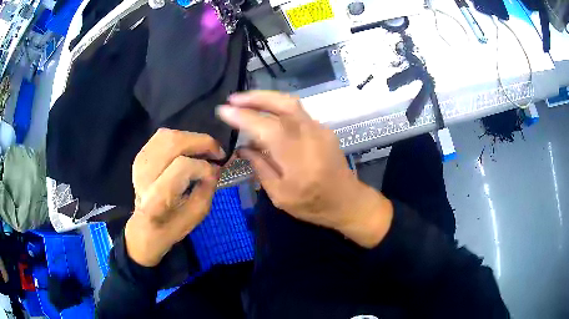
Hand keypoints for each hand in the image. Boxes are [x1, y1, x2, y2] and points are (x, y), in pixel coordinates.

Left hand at [125, 128, 223, 266]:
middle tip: (217, 151)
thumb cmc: (173, 225)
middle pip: (174, 143)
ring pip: (168, 135)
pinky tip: (188, 148)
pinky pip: (161, 136)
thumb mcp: (197, 213)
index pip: (183, 166)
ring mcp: (140, 162)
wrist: (146, 226)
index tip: (217, 170)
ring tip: (203, 148)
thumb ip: (208, 187)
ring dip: (191, 138)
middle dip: (201, 142)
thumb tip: (216, 166)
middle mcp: (145, 175)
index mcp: (157, 198)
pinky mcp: (140, 156)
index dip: (204, 166)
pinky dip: (179, 137)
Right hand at [218, 91, 392, 247]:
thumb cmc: (312, 205)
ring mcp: (319, 129)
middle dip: (256, 97)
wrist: (347, 201)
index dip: (242, 117)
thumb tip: (242, 148)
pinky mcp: (323, 129)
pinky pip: (297, 112)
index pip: (265, 128)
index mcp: (296, 158)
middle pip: (283, 104)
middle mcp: (310, 136)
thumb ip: (260, 167)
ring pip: (291, 103)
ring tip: (245, 101)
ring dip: (266, 98)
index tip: (223, 110)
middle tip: (234, 99)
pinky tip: (266, 113)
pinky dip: (278, 107)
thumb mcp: (280, 195)